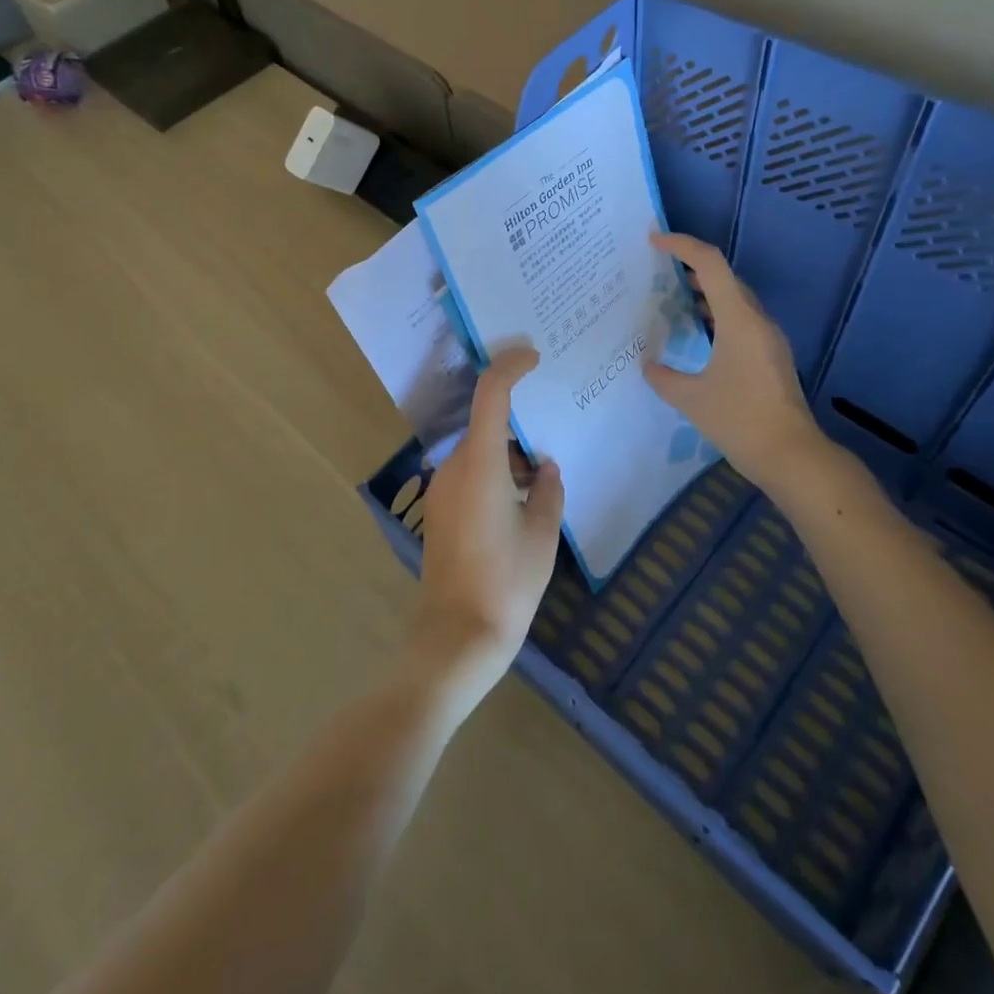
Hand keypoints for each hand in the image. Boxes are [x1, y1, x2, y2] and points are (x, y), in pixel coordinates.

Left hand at [410, 346, 564, 704]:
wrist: (456, 637)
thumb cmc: (506, 583)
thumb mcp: (542, 534)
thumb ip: (548, 490)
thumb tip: (544, 468)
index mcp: (480, 464)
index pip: (491, 394)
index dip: (511, 366)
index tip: (534, 356)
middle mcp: (454, 468)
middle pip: (486, 424)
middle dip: (519, 423)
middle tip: (553, 427)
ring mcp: (442, 490)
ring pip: (480, 450)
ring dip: (509, 453)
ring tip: (542, 476)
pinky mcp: (440, 511)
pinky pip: (471, 473)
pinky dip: (496, 472)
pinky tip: (521, 500)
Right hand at [644, 232, 821, 484]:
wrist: (791, 455)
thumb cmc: (740, 420)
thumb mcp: (691, 399)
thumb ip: (664, 377)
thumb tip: (648, 365)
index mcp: (738, 318)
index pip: (710, 264)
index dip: (682, 245)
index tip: (654, 241)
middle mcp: (756, 320)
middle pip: (725, 277)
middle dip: (691, 267)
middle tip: (658, 270)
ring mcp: (768, 338)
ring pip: (734, 300)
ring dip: (705, 292)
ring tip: (672, 296)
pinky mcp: (771, 356)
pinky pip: (741, 320)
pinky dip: (717, 315)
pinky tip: (698, 334)